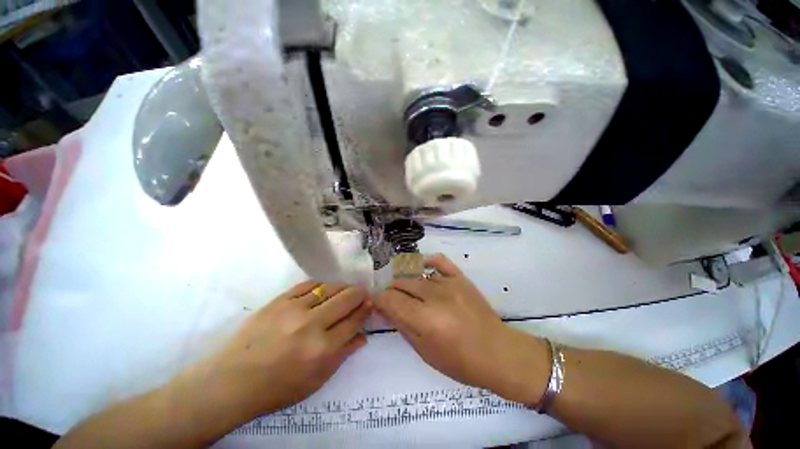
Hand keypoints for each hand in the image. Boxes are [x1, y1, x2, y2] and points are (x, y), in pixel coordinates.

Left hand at [177, 281, 371, 422]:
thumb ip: (343, 355)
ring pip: (330, 287)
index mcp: (322, 350)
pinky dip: (321, 285)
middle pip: (347, 298)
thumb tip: (363, 335)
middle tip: (362, 295)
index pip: (354, 320)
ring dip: (343, 287)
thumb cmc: (277, 388)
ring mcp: (293, 309)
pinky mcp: (278, 301)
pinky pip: (308, 284)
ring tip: (345, 290)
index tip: (369, 304)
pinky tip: (324, 289)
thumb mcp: (316, 381)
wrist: (231, 382)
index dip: (365, 310)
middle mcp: (312, 325)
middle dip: (360, 294)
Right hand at [376, 255, 548, 404]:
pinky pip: (439, 261)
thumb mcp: (424, 352)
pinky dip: (427, 262)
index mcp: (425, 319)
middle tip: (394, 303)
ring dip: (406, 283)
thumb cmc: (460, 361)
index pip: (390, 299)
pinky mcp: (460, 278)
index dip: (379, 301)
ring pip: (415, 275)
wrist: (497, 352)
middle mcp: (434, 296)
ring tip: (408, 293)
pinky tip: (422, 268)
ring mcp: (449, 283)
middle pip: (401, 284)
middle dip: (392, 293)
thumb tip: (384, 309)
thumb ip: (402, 326)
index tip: (379, 305)